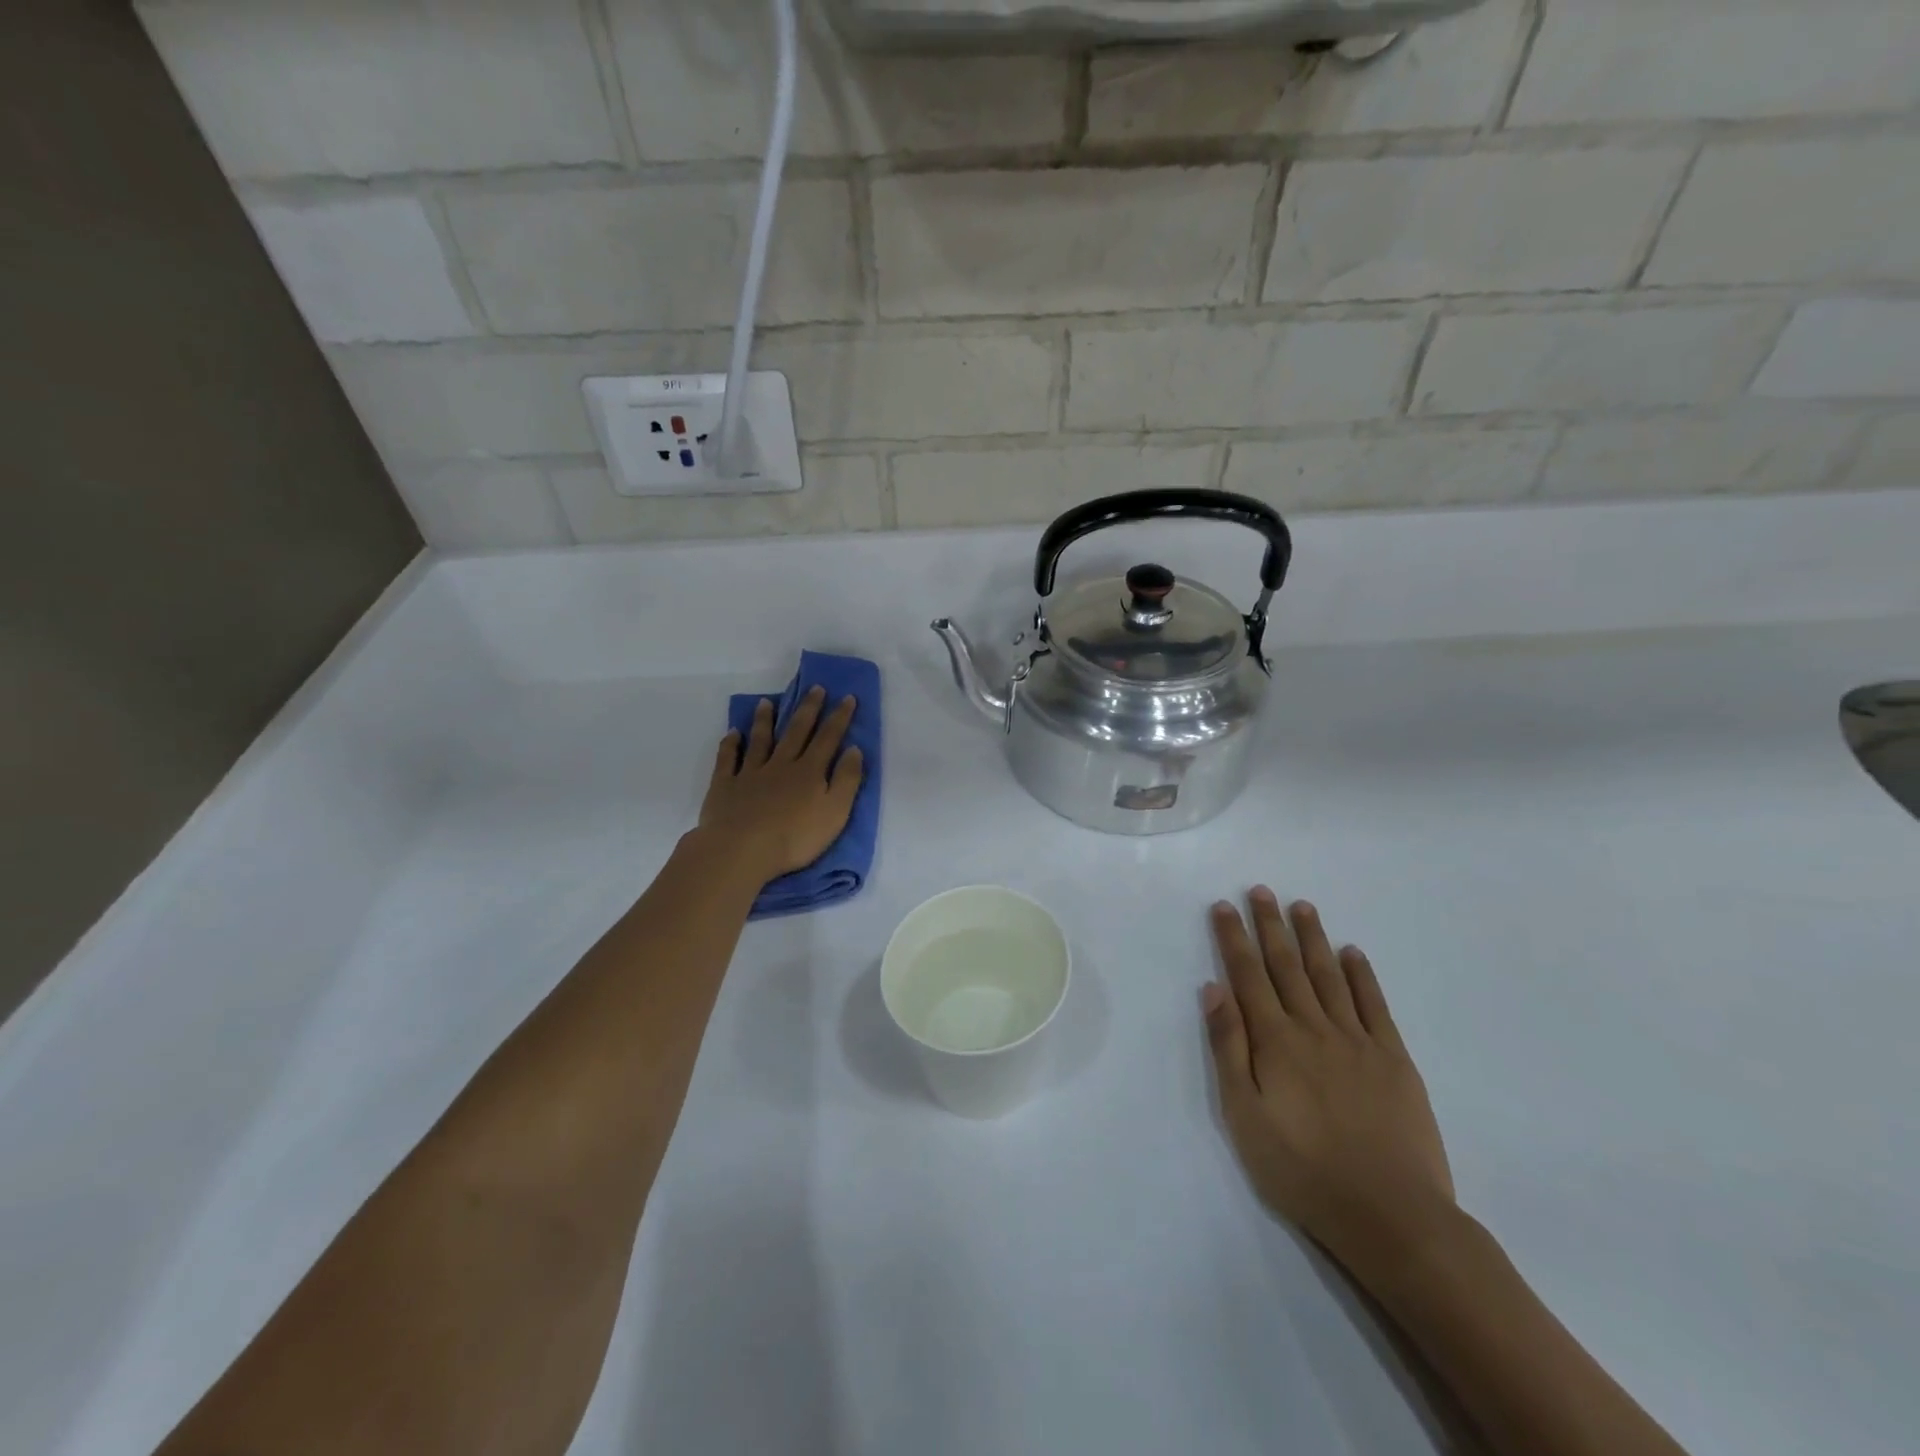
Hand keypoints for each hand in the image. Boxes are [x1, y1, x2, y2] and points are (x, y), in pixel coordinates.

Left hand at [697, 688, 863, 882]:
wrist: (742, 849)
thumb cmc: (795, 837)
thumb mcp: (835, 812)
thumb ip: (846, 780)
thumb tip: (853, 749)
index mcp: (809, 772)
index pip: (828, 738)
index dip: (839, 717)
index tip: (847, 697)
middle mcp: (781, 765)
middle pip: (796, 732)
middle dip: (808, 709)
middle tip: (814, 688)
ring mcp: (750, 773)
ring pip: (760, 740)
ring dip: (764, 720)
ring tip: (766, 702)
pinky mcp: (725, 786)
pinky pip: (728, 760)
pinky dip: (730, 744)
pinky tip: (732, 734)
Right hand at [1202, 889, 1454, 1278]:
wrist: (1391, 1215)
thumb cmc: (1302, 1170)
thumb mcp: (1244, 1116)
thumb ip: (1229, 1048)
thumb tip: (1213, 989)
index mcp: (1275, 1041)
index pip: (1248, 976)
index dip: (1234, 939)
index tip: (1225, 906)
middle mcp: (1314, 1028)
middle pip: (1287, 966)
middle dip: (1271, 926)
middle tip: (1262, 890)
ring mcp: (1358, 1041)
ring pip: (1329, 976)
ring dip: (1313, 939)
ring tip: (1302, 906)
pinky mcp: (1394, 1060)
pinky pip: (1375, 1006)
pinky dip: (1362, 976)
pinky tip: (1353, 954)